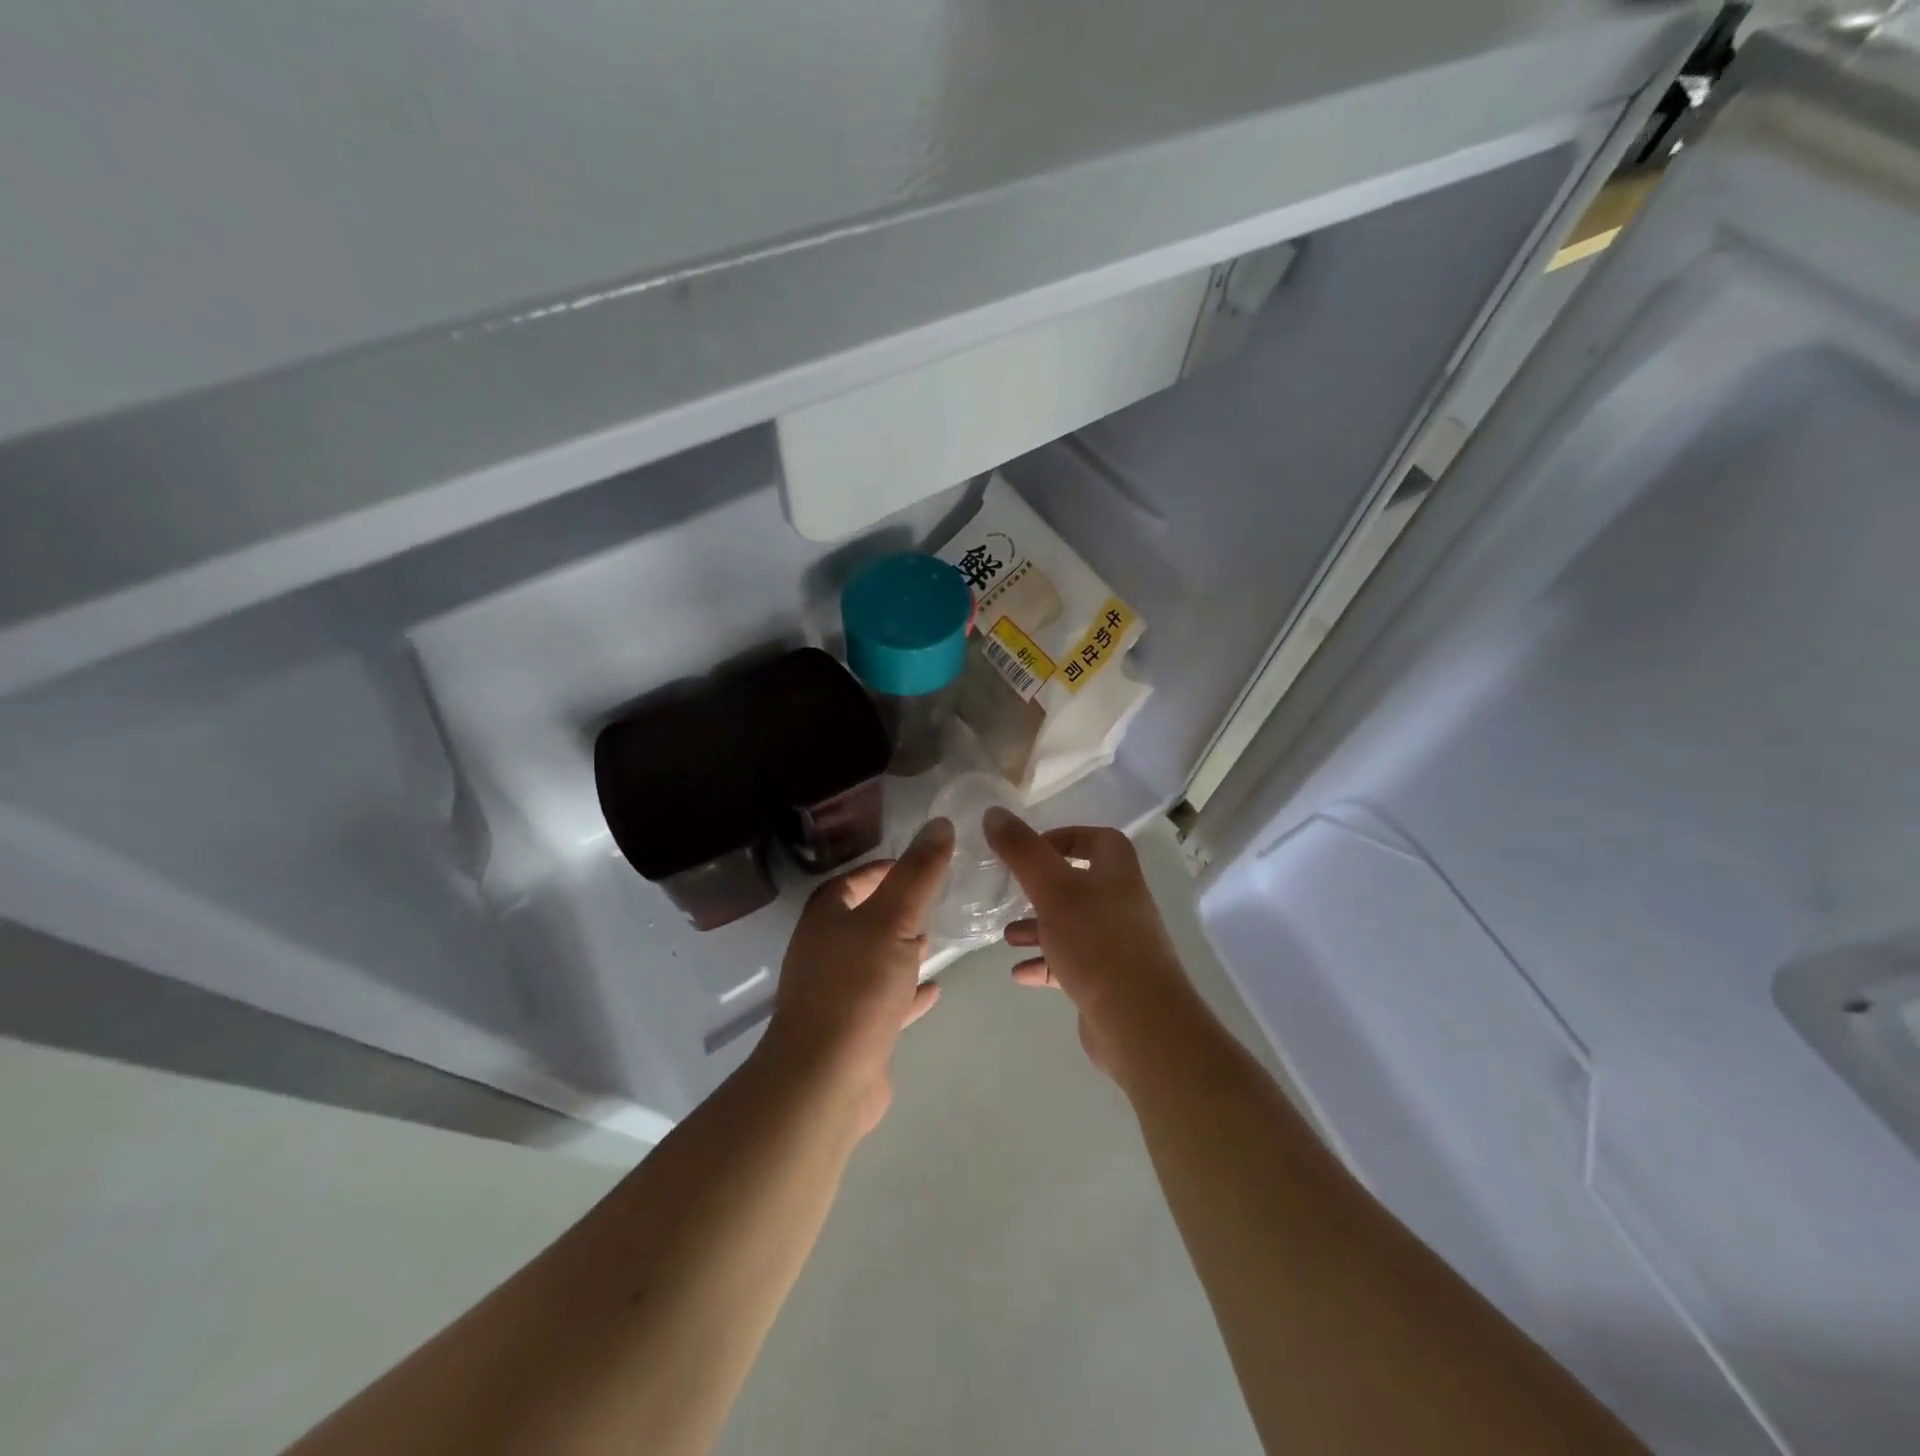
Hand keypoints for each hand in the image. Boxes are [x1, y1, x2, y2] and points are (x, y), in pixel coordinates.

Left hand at [760, 817, 954, 1136]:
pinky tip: (933, 990)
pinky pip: (884, 1001)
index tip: (917, 864)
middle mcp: (823, 952)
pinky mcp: (851, 1031)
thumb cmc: (857, 987)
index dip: (880, 870)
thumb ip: (918, 874)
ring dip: (900, 949)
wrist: (825, 1079)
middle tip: (931, 900)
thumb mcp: (894, 920)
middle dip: (893, 909)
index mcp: (825, 919)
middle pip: (860, 920)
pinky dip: (906, 992)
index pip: (850, 881)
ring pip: (872, 960)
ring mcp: (835, 994)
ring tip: (934, 940)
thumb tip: (939, 823)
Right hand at [984, 808, 1198, 1081]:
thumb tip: (994, 813)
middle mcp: (1122, 901)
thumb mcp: (1052, 888)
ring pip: (1072, 925)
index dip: (1062, 838)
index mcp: (1117, 871)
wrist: (1140, 1021)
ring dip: (1038, 927)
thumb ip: (1022, 850)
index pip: (1095, 838)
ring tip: (1006, 936)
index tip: (1028, 851)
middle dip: (1041, 888)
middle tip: (1010, 893)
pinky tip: (1018, 972)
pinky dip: (1045, 963)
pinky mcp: (1108, 980)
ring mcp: (1117, 943)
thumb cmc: (1096, 942)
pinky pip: (1071, 962)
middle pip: (1079, 883)